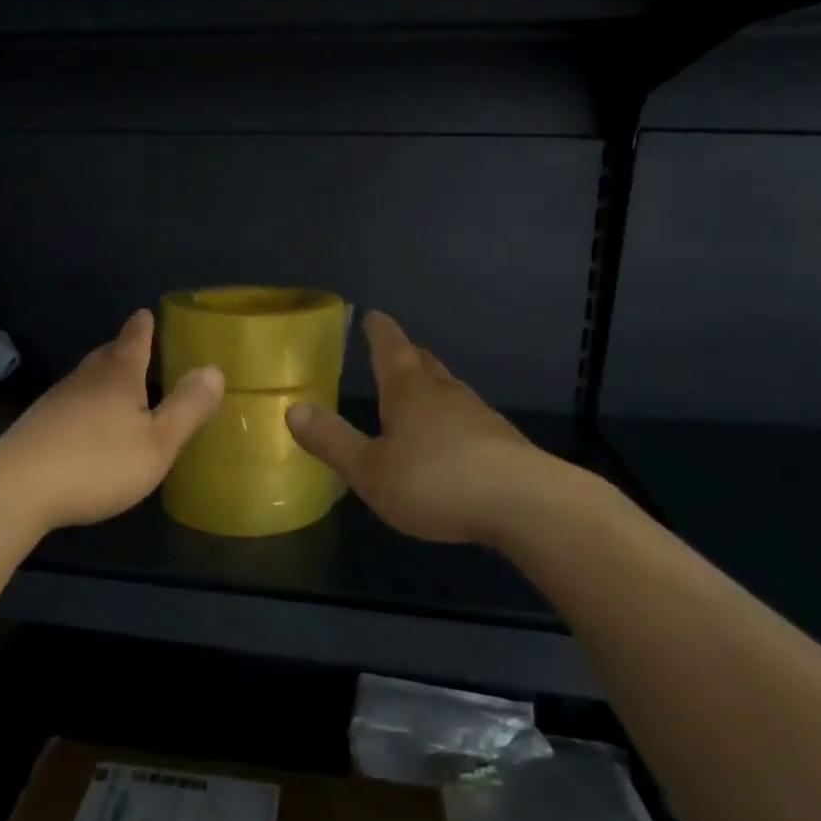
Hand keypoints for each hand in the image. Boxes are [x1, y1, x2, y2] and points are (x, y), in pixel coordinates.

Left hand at [0, 310, 224, 531]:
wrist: (17, 487)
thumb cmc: (97, 462)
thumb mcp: (157, 442)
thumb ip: (187, 407)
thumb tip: (214, 370)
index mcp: (119, 375)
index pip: (134, 338)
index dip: (144, 326)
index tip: (147, 314)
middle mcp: (86, 378)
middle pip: (107, 354)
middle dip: (123, 349)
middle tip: (138, 347)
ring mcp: (57, 400)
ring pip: (86, 378)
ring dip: (103, 376)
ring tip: (117, 384)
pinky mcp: (37, 425)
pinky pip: (71, 402)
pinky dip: (85, 402)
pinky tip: (87, 423)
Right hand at [286, 311, 600, 546]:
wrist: (527, 505)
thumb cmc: (437, 482)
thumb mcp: (370, 470)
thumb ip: (332, 440)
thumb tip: (293, 409)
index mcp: (408, 393)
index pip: (390, 349)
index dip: (379, 331)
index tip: (372, 315)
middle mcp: (445, 394)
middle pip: (424, 364)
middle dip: (407, 355)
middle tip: (396, 349)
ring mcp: (479, 416)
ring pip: (449, 389)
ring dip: (432, 384)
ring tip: (421, 389)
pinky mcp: (503, 443)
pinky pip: (468, 418)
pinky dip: (453, 417)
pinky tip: (453, 438)